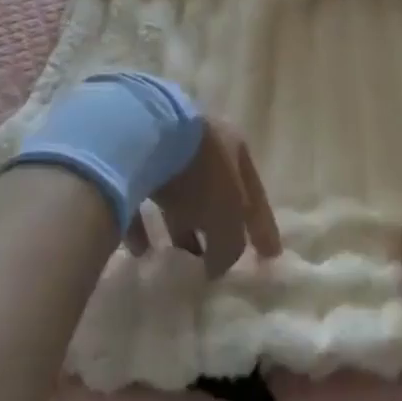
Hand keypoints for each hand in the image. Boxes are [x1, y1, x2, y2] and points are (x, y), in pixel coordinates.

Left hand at [126, 116, 282, 277]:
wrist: (142, 133)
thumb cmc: (199, 173)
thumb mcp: (227, 215)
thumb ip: (230, 246)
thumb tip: (216, 267)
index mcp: (235, 149)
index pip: (255, 196)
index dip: (263, 228)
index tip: (269, 257)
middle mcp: (204, 145)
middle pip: (215, 193)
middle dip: (216, 226)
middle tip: (215, 258)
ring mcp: (166, 149)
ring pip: (178, 194)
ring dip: (179, 226)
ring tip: (177, 259)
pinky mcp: (132, 159)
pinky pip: (142, 197)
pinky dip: (143, 226)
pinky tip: (141, 250)